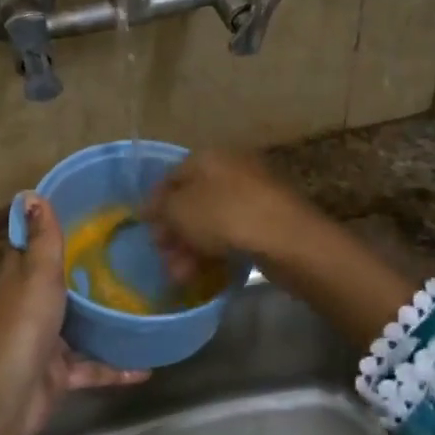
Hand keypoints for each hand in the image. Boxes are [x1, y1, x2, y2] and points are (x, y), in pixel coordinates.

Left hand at [0, 193, 148, 434]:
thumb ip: (42, 239)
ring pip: (80, 323)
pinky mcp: (59, 373)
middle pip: (59, 282)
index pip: (33, 244)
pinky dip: (116, 366)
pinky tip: (147, 365)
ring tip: (144, 301)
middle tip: (131, 251)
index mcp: (20, 278)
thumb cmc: (23, 327)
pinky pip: (92, 365)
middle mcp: (31, 305)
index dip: (52, 226)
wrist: (8, 399)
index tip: (87, 210)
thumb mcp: (37, 275)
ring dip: (105, 318)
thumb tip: (31, 192)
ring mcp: (46, 341)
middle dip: (88, 269)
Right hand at [147, 149, 313, 271]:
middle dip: (174, 232)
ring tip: (181, 276)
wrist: (288, 239)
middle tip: (164, 258)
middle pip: (192, 201)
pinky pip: (232, 233)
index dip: (155, 204)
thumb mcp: (180, 210)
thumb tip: (148, 208)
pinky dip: (215, 251)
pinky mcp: (268, 221)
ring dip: (191, 247)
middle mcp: (230, 169)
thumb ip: (159, 208)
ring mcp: (252, 194)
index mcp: (208, 157)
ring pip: (211, 221)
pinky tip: (204, 274)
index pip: (172, 176)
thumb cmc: (226, 216)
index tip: (146, 231)